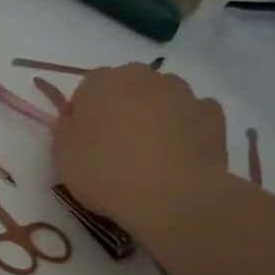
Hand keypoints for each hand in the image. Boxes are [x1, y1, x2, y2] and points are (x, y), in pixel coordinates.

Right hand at [53, 63, 230, 238]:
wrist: (172, 197)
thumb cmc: (107, 174)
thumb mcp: (63, 157)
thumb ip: (65, 129)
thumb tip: (74, 119)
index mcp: (102, 82)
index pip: (86, 90)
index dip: (83, 116)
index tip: (83, 143)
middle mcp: (143, 77)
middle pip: (126, 87)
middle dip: (121, 109)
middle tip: (116, 147)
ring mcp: (181, 93)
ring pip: (161, 97)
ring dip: (154, 114)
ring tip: (151, 153)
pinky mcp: (211, 114)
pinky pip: (192, 114)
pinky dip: (186, 127)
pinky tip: (180, 153)